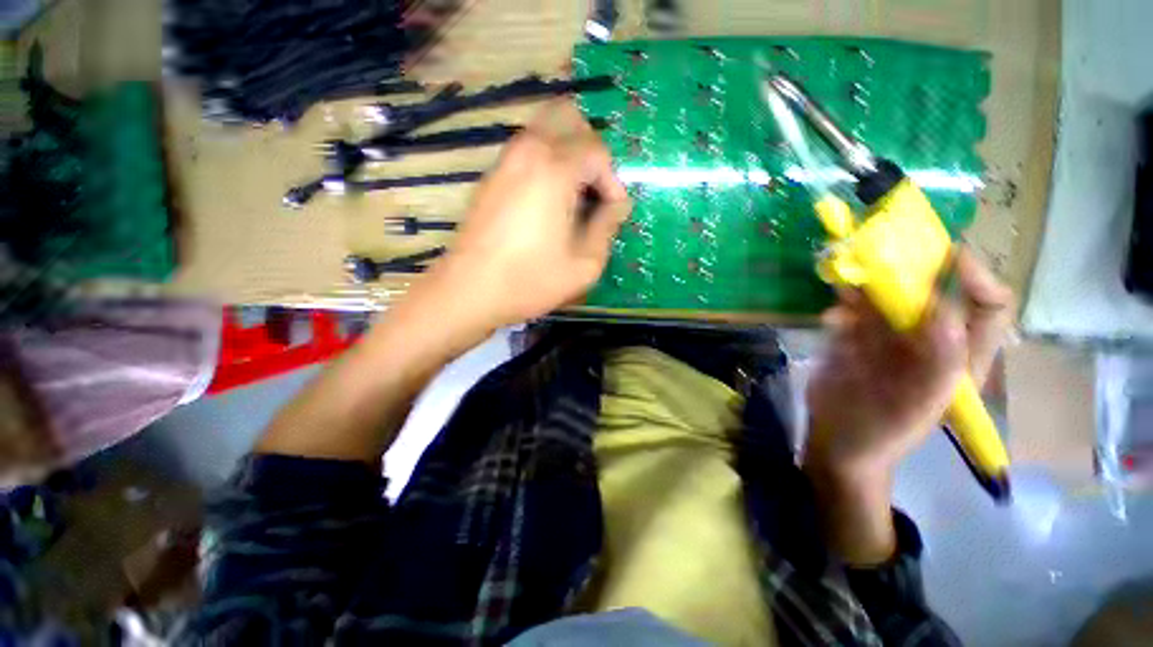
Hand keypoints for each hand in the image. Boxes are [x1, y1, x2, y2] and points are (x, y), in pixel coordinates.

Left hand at [428, 100, 630, 330]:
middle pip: (568, 119)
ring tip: (571, 199)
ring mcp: (504, 161)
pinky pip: (525, 151)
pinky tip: (545, 204)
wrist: (469, 291)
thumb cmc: (531, 280)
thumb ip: (607, 227)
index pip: (598, 151)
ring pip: (544, 131)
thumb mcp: (585, 264)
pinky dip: (544, 164)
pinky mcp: (490, 177)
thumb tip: (616, 205)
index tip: (612, 213)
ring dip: (567, 155)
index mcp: (555, 169)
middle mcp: (528, 151)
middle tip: (593, 191)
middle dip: (590, 151)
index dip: (612, 182)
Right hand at [803, 250, 1014, 481]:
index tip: (947, 254)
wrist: (835, 441)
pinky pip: (852, 309)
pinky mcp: (854, 336)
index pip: (988, 307)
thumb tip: (942, 308)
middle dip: (915, 267)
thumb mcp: (915, 408)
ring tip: (850, 273)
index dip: (977, 277)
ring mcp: (888, 335)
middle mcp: (928, 338)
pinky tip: (831, 315)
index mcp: (958, 356)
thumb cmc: (881, 433)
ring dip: (870, 282)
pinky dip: (842, 304)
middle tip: (887, 249)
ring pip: (887, 294)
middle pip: (933, 289)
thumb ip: (936, 365)